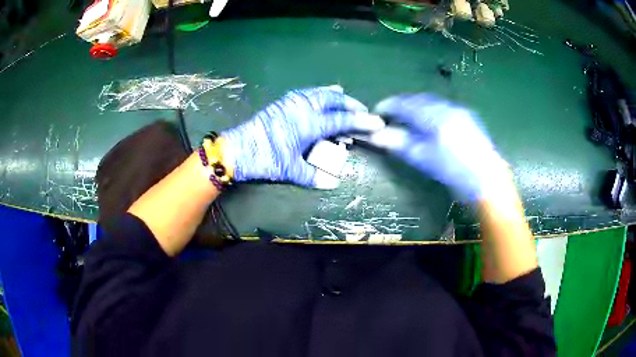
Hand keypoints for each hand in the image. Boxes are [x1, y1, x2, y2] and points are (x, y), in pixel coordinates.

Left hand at [221, 86, 384, 188]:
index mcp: (310, 123)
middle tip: (362, 111)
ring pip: (320, 92)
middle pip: (334, 99)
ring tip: (345, 101)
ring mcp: (292, 102)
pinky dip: (319, 93)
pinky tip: (320, 98)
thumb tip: (332, 183)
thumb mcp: (291, 170)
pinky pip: (307, 92)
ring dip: (336, 96)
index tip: (377, 122)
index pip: (342, 120)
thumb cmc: (265, 159)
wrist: (237, 149)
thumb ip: (314, 176)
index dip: (362, 121)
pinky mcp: (282, 102)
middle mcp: (304, 107)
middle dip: (351, 104)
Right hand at [369, 94, 509, 200]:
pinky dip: (430, 110)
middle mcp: (447, 107)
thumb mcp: (424, 160)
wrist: (488, 182)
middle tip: (391, 116)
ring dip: (416, 106)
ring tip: (408, 119)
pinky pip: (442, 107)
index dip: (388, 106)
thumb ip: (399, 144)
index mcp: (435, 116)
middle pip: (418, 99)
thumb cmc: (455, 173)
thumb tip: (377, 136)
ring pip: (431, 101)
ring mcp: (460, 110)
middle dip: (402, 104)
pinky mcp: (468, 116)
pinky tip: (429, 123)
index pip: (405, 104)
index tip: (377, 113)